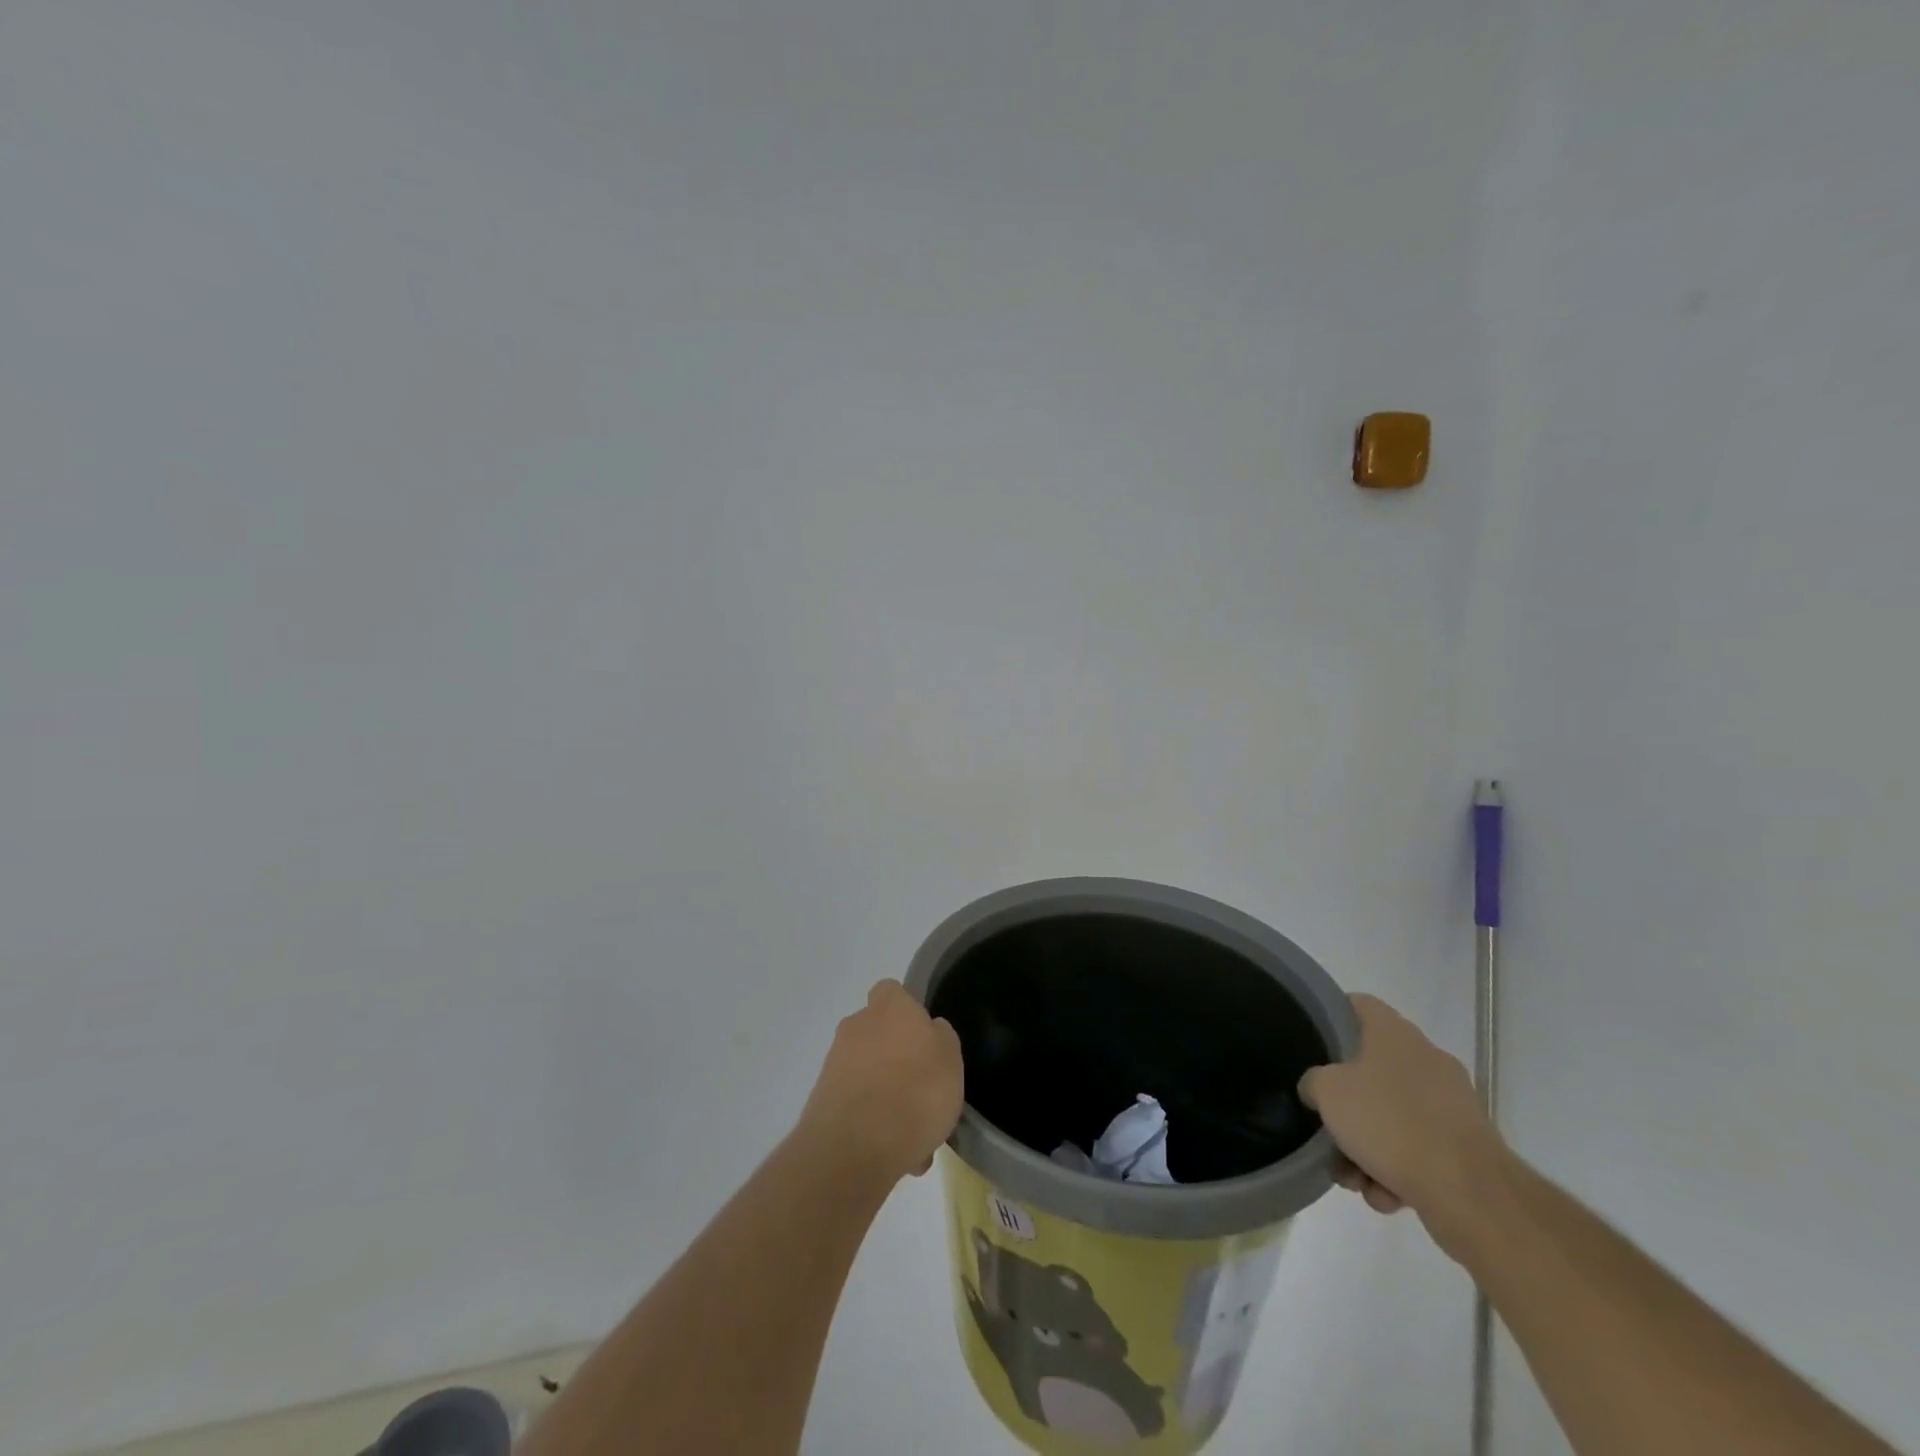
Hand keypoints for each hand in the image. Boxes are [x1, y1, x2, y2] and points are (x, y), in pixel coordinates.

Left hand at [799, 979, 964, 1182]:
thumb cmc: (916, 1091)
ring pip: (868, 1073)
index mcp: (889, 1007)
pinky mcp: (823, 1101)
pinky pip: (857, 1105)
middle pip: (878, 1033)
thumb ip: (941, 1038)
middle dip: (896, 1058)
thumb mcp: (951, 1059)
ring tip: (913, 1135)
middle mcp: (857, 1026)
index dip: (909, 1012)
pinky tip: (895, 1154)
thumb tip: (930, 1030)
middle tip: (921, 1090)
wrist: (855, 1148)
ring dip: (886, 1095)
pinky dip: (872, 1123)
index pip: (893, 991)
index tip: (925, 1039)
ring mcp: (835, 1063)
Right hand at [1299, 994, 1507, 1243]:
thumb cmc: (1390, 1123)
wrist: (1470, 1193)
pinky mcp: (1467, 1146)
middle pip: (1371, 1070)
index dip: (1332, 1016)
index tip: (1312, 1040)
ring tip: (1356, 1179)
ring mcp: (1451, 1103)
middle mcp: (1426, 1058)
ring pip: (1393, 1116)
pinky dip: (1399, 1172)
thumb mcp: (1328, 1092)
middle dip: (1347, 1106)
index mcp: (1394, 1033)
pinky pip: (1419, 1150)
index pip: (1358, 1004)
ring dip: (1369, 1147)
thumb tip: (1318, 1088)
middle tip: (1327, 1128)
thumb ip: (1314, 1081)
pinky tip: (1386, 1196)